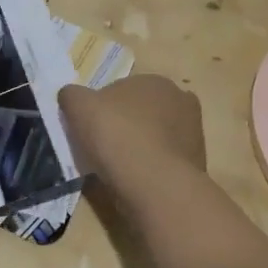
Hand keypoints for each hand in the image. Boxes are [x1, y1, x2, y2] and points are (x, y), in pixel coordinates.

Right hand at [58, 75, 205, 196]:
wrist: (156, 186)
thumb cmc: (117, 136)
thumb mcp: (79, 107)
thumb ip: (71, 95)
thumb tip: (71, 95)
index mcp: (155, 81)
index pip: (122, 90)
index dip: (104, 108)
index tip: (92, 128)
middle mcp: (181, 101)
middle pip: (142, 112)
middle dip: (126, 126)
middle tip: (104, 147)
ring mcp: (193, 134)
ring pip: (155, 137)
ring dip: (140, 148)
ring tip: (119, 169)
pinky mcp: (196, 165)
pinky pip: (164, 162)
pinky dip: (151, 169)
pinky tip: (137, 182)